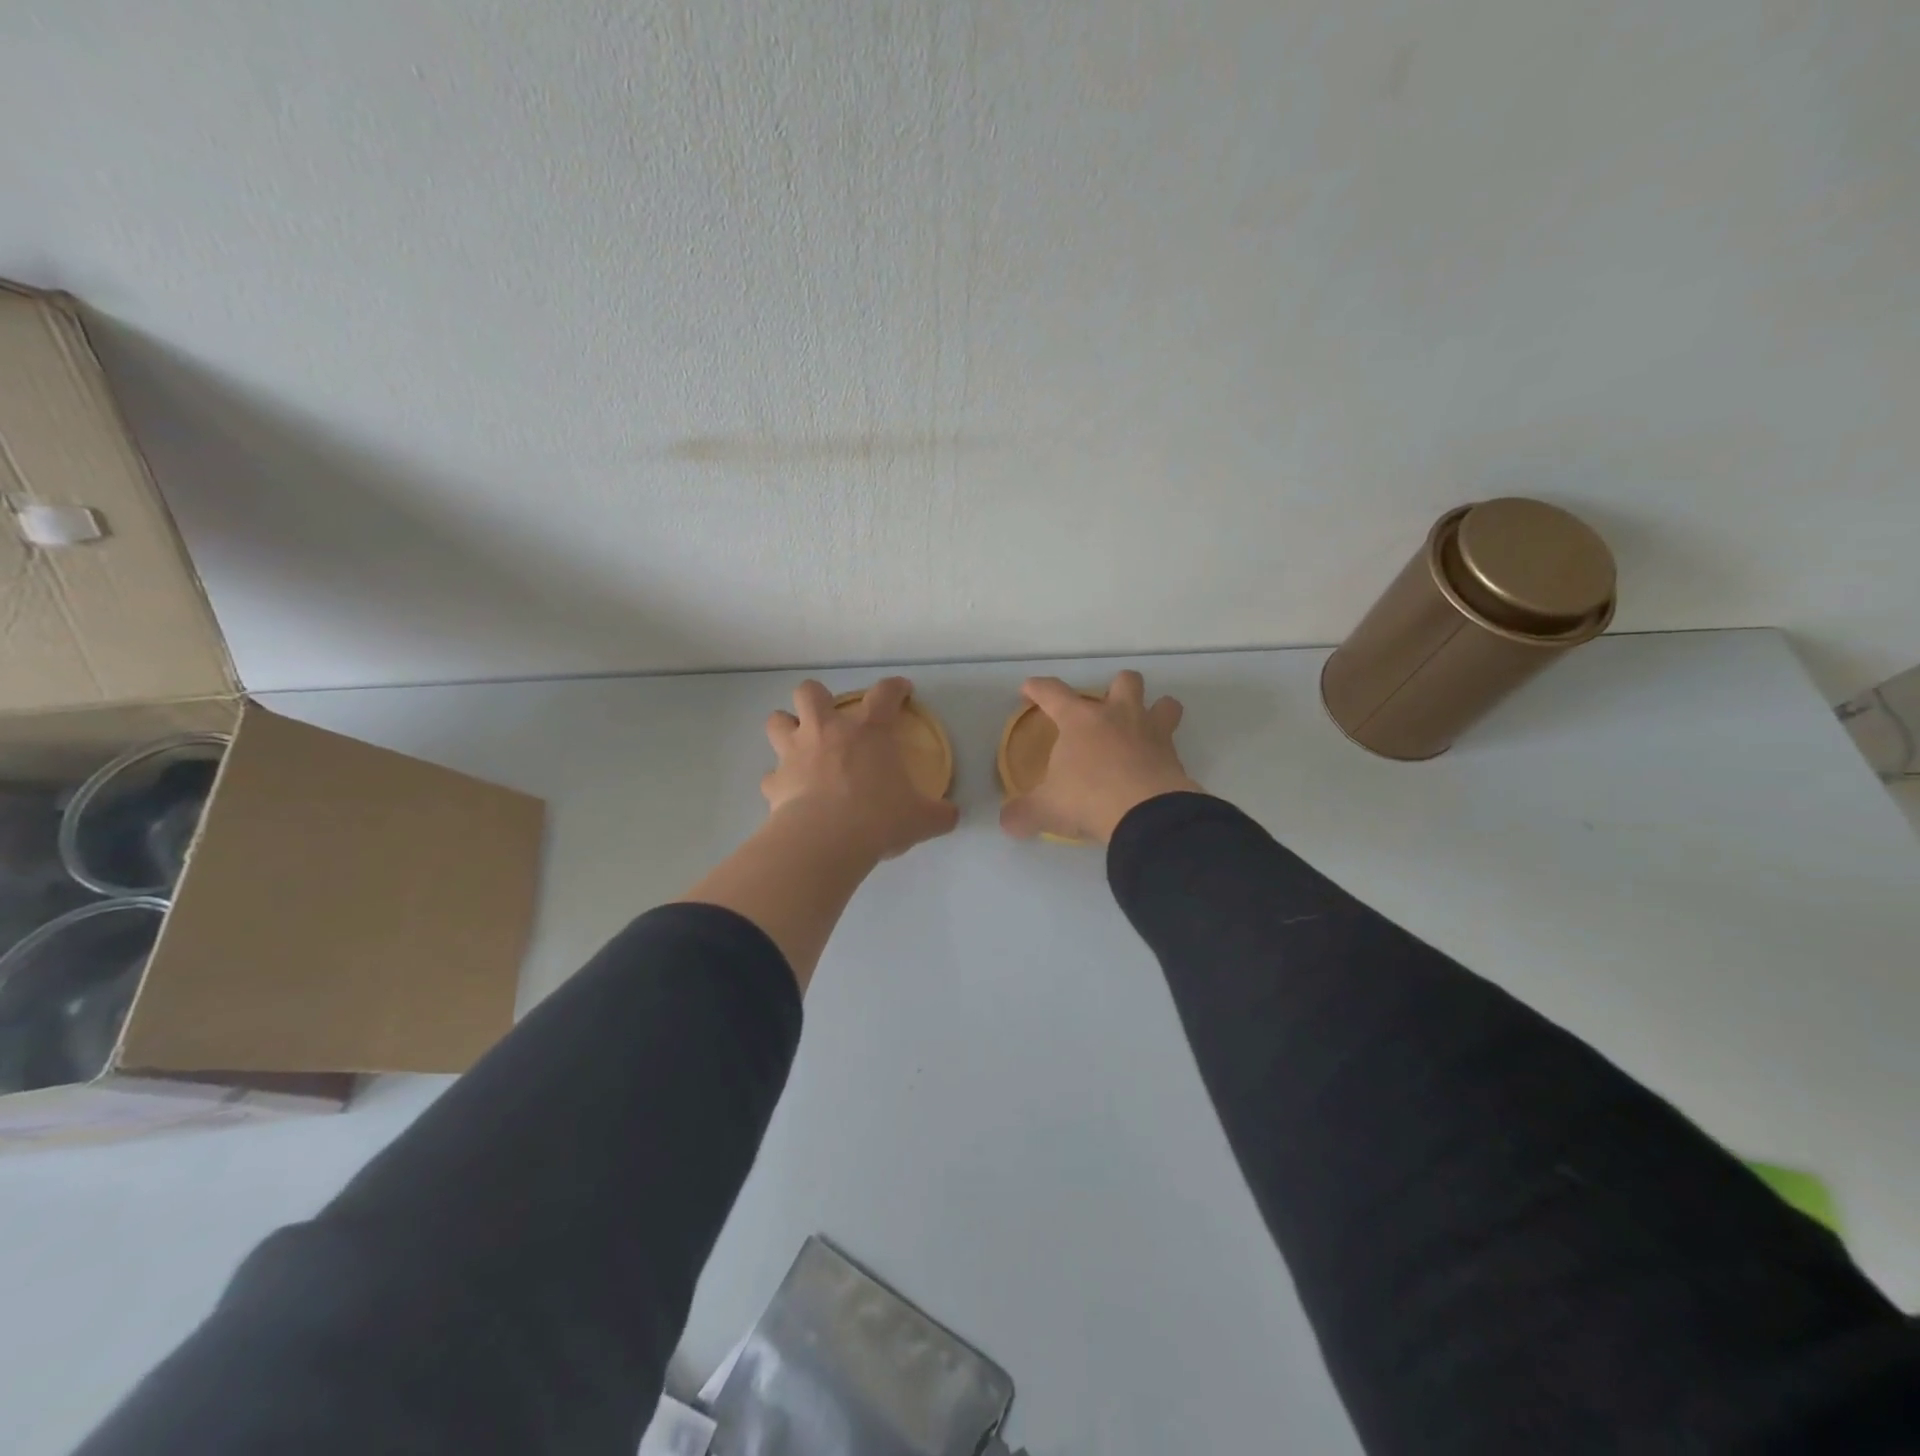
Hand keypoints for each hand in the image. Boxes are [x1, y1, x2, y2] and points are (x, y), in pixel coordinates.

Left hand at [764, 677, 959, 860]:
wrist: (826, 841)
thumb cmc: (879, 818)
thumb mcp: (922, 818)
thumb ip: (939, 813)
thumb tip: (951, 816)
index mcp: (869, 730)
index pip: (885, 693)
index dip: (895, 688)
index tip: (902, 691)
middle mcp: (827, 731)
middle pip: (810, 692)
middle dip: (817, 698)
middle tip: (830, 719)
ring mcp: (795, 753)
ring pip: (776, 721)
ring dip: (786, 728)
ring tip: (799, 745)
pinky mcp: (774, 782)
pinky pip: (771, 775)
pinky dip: (779, 781)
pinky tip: (790, 793)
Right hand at [999, 671, 1200, 844]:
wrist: (1146, 814)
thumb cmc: (1088, 798)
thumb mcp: (1046, 809)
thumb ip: (1023, 812)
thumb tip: (1007, 821)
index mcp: (1080, 720)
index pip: (1053, 692)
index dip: (1037, 688)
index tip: (1029, 689)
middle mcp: (1118, 716)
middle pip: (1124, 681)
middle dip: (1116, 688)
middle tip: (1106, 711)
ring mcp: (1151, 733)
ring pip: (1165, 704)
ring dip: (1156, 710)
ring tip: (1144, 729)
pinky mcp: (1174, 757)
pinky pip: (1174, 745)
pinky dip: (1165, 753)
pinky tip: (1153, 769)